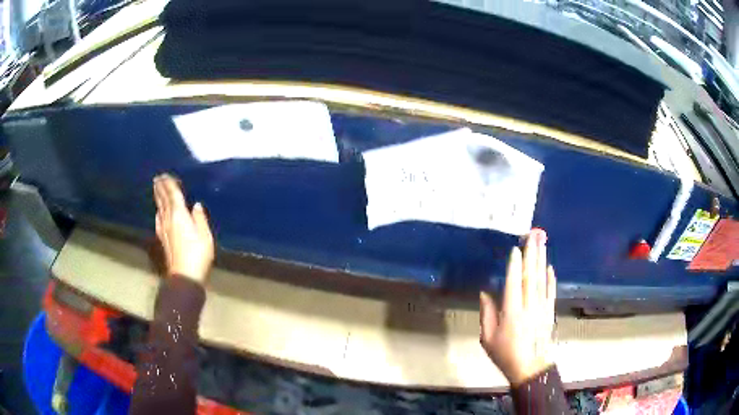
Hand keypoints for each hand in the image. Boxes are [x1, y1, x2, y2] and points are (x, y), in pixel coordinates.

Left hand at [153, 174, 214, 283]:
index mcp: (179, 214)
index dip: (169, 184)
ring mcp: (164, 229)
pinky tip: (158, 213)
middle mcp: (168, 219)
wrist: (184, 275)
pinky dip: (158, 211)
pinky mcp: (163, 239)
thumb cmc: (198, 254)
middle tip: (158, 178)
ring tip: (157, 190)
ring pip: (159, 208)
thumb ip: (200, 218)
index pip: (173, 194)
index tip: (165, 175)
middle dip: (161, 188)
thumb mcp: (205, 235)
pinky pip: (158, 219)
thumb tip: (196, 205)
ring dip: (158, 197)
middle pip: (163, 199)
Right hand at [479, 228, 555, 385]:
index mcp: (511, 313)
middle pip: (531, 276)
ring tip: (541, 243)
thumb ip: (486, 314)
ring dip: (541, 260)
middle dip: (531, 254)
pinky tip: (550, 267)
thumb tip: (485, 292)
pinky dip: (551, 278)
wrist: (530, 368)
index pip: (514, 283)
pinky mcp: (550, 311)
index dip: (515, 265)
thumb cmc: (505, 354)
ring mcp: (542, 308)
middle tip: (532, 235)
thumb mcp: (487, 338)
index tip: (515, 248)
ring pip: (542, 280)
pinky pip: (551, 291)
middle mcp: (529, 306)